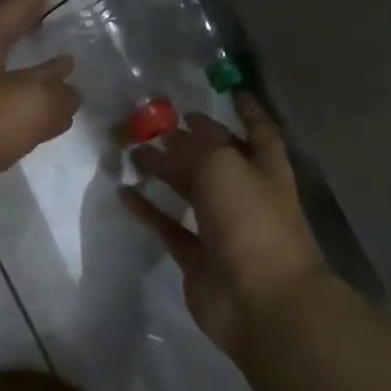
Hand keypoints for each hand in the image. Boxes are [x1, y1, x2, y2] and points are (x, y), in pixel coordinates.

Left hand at [0, 0, 80, 239]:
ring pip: (5, 80)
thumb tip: (69, 95)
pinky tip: (39, 123)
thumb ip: (59, 95)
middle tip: (58, 19)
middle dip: (30, 30)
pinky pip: (1, 116)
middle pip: (4, 40)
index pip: (12, 7)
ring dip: (32, 76)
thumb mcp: (30, 101)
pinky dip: (23, 114)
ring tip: (63, 72)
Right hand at [122, 93, 327, 359]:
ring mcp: (223, 228)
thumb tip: (172, 138)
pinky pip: (169, 227)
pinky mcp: (199, 257)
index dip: (247, 109)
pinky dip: (149, 210)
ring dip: (164, 172)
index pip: (259, 130)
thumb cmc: (250, 219)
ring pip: (189, 192)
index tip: (228, 90)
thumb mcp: (222, 164)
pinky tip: (125, 193)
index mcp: (265, 168)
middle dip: (188, 140)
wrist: (262, 300)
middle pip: (214, 159)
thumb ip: (195, 146)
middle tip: (153, 122)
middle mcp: (246, 194)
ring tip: (132, 152)